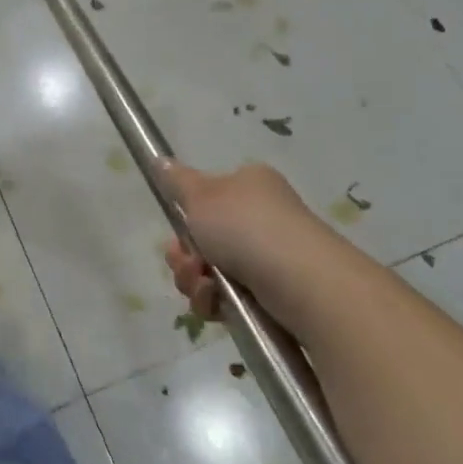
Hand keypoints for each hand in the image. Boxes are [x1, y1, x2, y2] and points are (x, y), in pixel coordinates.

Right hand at [158, 160, 316, 320]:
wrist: (301, 282)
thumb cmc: (247, 227)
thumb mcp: (201, 195)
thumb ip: (177, 181)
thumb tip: (162, 161)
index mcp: (250, 186)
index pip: (207, 199)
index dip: (185, 218)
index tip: (178, 232)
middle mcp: (261, 218)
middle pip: (203, 238)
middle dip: (184, 255)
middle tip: (188, 262)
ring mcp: (268, 258)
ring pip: (209, 271)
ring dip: (194, 280)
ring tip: (204, 285)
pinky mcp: (272, 294)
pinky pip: (226, 298)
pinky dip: (213, 301)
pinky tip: (216, 302)